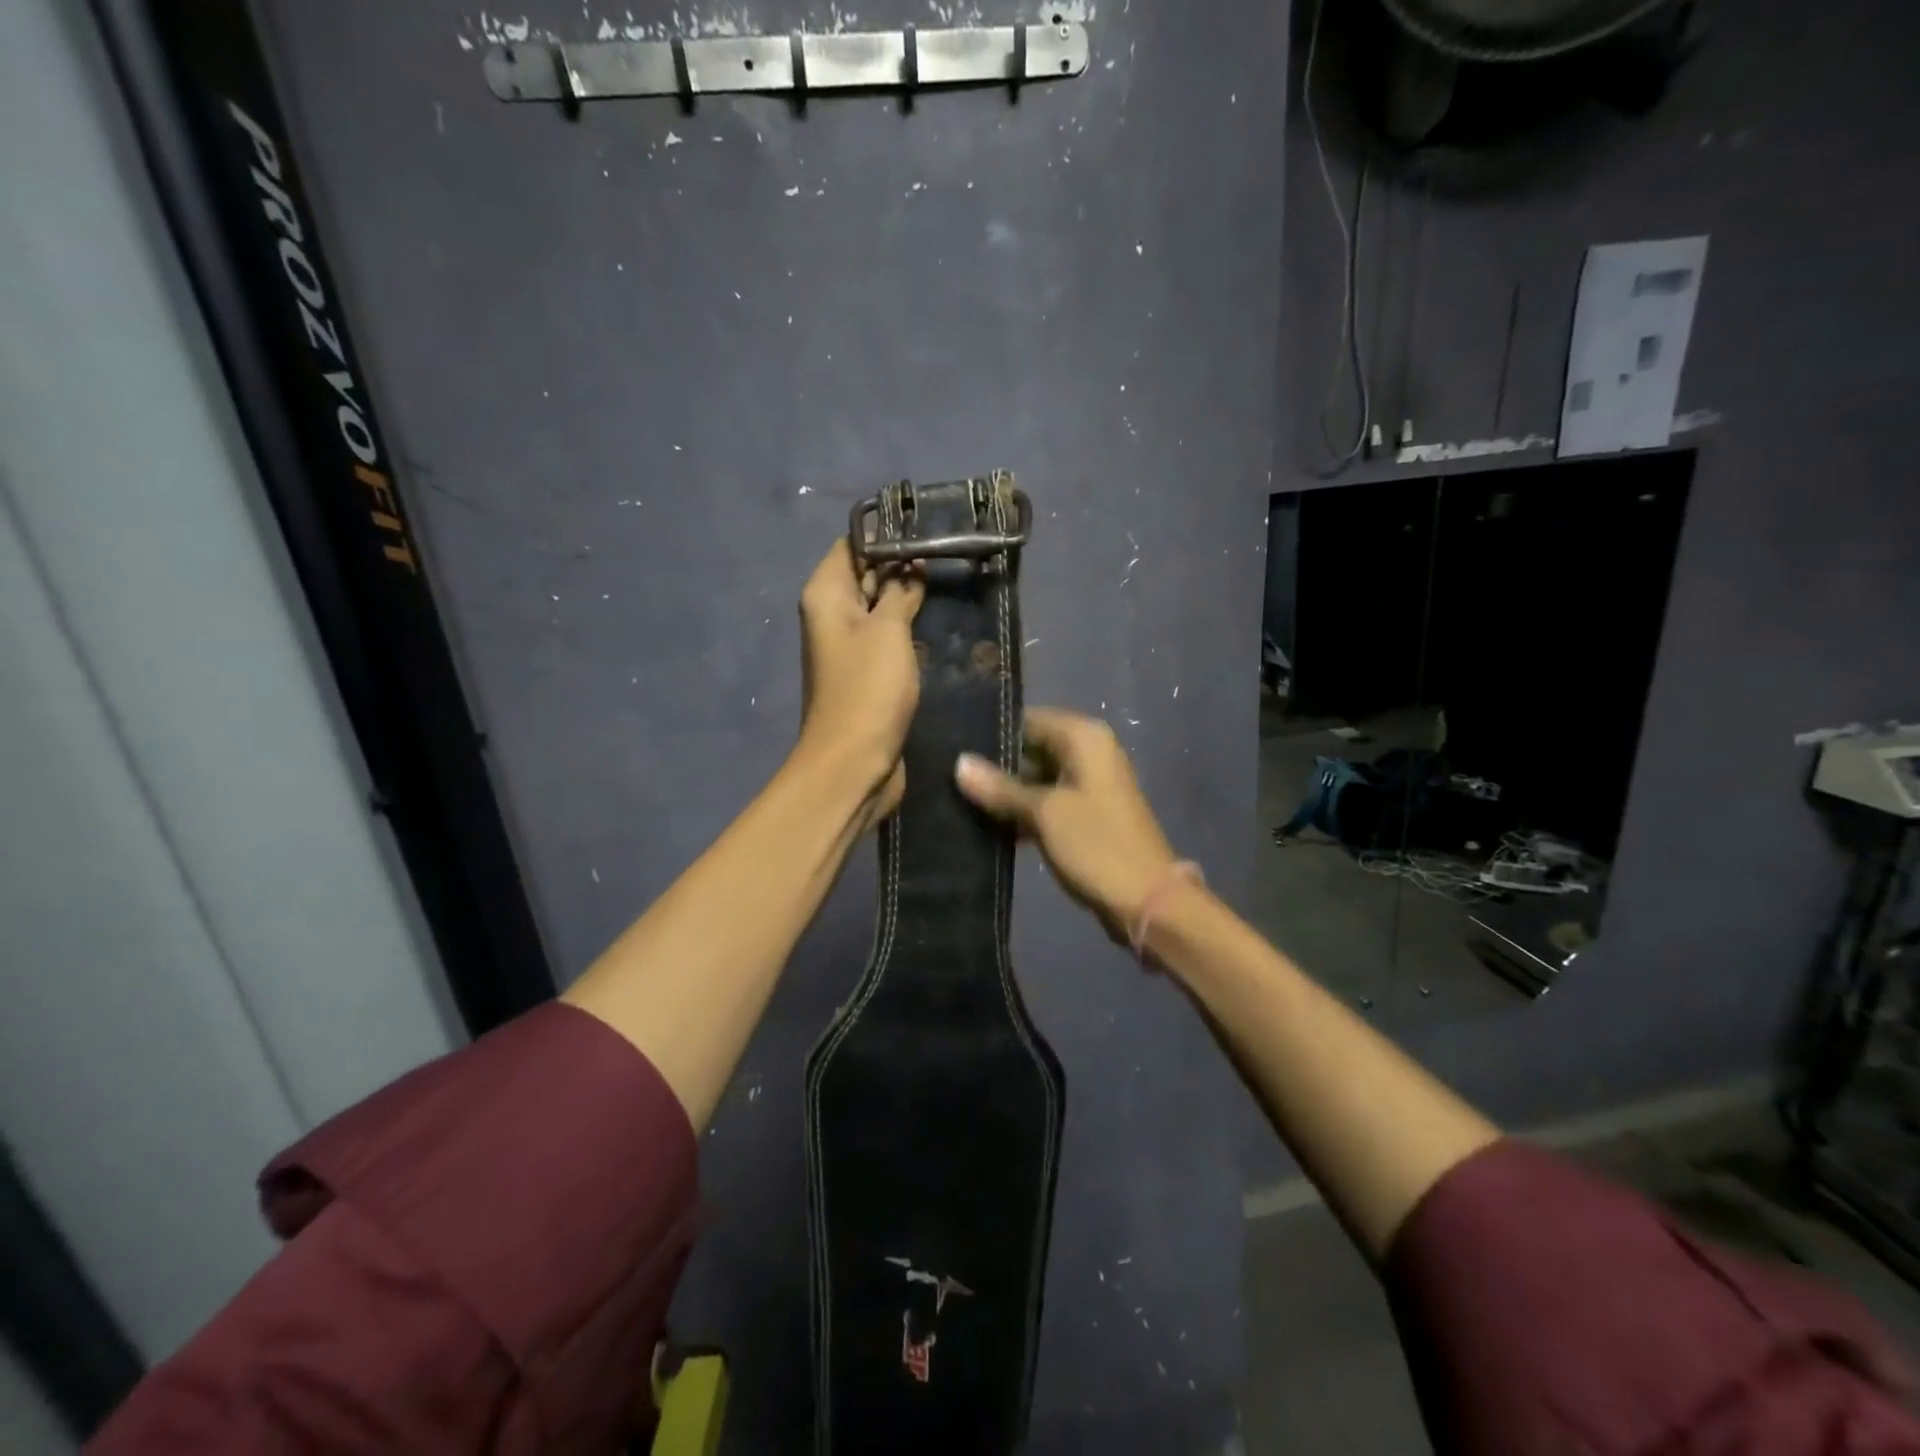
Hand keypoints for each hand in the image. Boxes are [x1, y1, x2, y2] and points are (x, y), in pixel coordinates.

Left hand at [797, 538, 924, 823]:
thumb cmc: (868, 689)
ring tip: (953, 580)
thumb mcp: (888, 630)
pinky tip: (941, 621)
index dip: (886, 534)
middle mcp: (833, 616)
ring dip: (910, 599)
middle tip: (951, 551)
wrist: (855, 763)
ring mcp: (850, 647)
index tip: (928, 527)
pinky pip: (889, 639)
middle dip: (903, 565)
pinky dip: (910, 629)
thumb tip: (910, 565)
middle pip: (866, 575)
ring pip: (882, 609)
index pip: (851, 545)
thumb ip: (899, 591)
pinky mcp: (868, 675)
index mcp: (826, 596)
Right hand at [955, 708, 1179, 941]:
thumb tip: (959, 763)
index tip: (951, 745)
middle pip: (1031, 748)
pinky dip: (1022, 812)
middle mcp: (1088, 753)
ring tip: (957, 799)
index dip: (992, 733)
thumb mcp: (1044, 813)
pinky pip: (1045, 803)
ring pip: (1036, 778)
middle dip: (994, 764)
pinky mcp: (1085, 816)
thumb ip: (1001, 788)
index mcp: (1084, 738)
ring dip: (1005, 792)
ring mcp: (1088, 786)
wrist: (1146, 900)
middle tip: (948, 776)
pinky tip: (986, 825)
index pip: (1028, 720)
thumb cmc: (1097, 844)